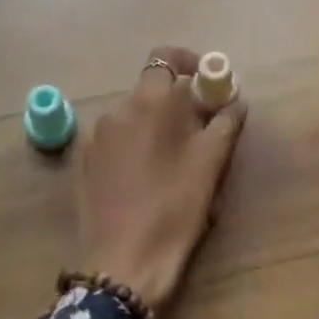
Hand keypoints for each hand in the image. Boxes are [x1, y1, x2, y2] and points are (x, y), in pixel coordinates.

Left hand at [76, 46, 247, 312]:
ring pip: (132, 114)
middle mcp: (117, 108)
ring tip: (173, 159)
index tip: (209, 83)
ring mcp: (94, 135)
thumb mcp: (210, 163)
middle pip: (150, 88)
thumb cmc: (174, 207)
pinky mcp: (82, 161)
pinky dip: (133, 144)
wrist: (123, 262)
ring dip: (154, 123)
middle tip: (200, 129)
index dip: (190, 62)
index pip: (166, 57)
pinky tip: (145, 176)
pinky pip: (114, 138)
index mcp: (150, 100)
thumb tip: (235, 101)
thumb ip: (225, 122)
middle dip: (176, 100)